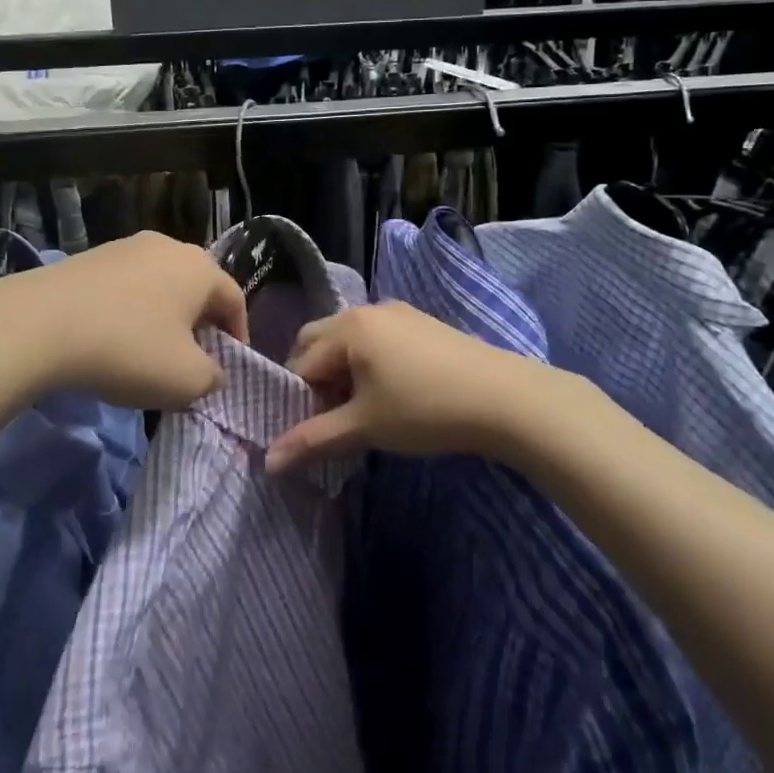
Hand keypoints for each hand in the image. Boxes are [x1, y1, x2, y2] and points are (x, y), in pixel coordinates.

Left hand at [0, 232, 247, 408]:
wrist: (40, 324)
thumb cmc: (129, 349)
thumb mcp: (186, 380)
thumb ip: (213, 377)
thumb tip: (212, 370)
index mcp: (200, 268)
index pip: (234, 300)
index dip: (238, 335)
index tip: (228, 367)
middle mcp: (167, 246)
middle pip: (196, 288)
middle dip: (199, 325)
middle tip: (191, 361)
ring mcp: (124, 247)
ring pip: (158, 286)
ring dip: (162, 318)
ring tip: (149, 353)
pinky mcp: (89, 257)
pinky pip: (124, 287)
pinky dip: (128, 312)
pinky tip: (111, 340)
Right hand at [267, 301, 552, 472]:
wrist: (505, 397)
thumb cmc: (424, 409)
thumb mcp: (365, 426)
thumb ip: (313, 440)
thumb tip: (268, 462)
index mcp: (346, 328)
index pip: (301, 364)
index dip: (300, 400)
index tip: (315, 431)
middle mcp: (366, 310)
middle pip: (319, 341)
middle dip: (315, 378)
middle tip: (330, 415)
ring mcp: (398, 312)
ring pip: (349, 340)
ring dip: (342, 370)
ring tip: (361, 408)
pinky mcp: (422, 322)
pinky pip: (377, 338)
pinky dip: (369, 362)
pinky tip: (392, 392)